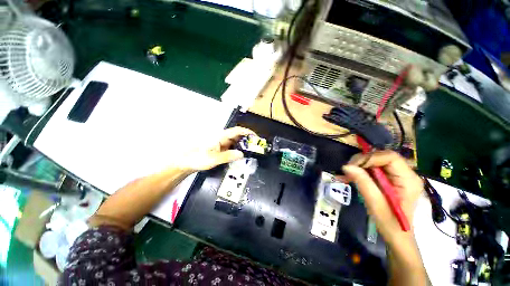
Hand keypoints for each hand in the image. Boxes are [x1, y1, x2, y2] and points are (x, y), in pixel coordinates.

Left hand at [178, 127, 255, 171]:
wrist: (187, 162)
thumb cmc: (198, 159)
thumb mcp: (213, 159)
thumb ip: (228, 156)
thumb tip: (242, 154)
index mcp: (221, 136)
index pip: (237, 131)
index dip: (247, 132)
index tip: (256, 137)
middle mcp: (222, 138)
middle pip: (238, 135)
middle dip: (247, 139)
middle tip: (256, 146)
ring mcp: (221, 143)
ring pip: (235, 141)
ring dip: (243, 145)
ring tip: (251, 151)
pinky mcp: (220, 148)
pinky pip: (232, 147)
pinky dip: (238, 149)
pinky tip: (241, 155)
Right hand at [342, 150, 422, 245]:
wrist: (397, 235)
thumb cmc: (390, 223)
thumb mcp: (375, 203)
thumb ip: (363, 182)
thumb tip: (346, 166)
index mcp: (408, 179)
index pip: (390, 157)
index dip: (370, 158)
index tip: (352, 166)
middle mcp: (406, 174)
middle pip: (382, 157)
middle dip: (363, 161)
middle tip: (347, 170)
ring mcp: (399, 176)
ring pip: (376, 161)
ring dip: (360, 166)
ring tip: (347, 175)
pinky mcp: (391, 179)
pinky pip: (374, 169)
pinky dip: (361, 171)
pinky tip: (350, 176)